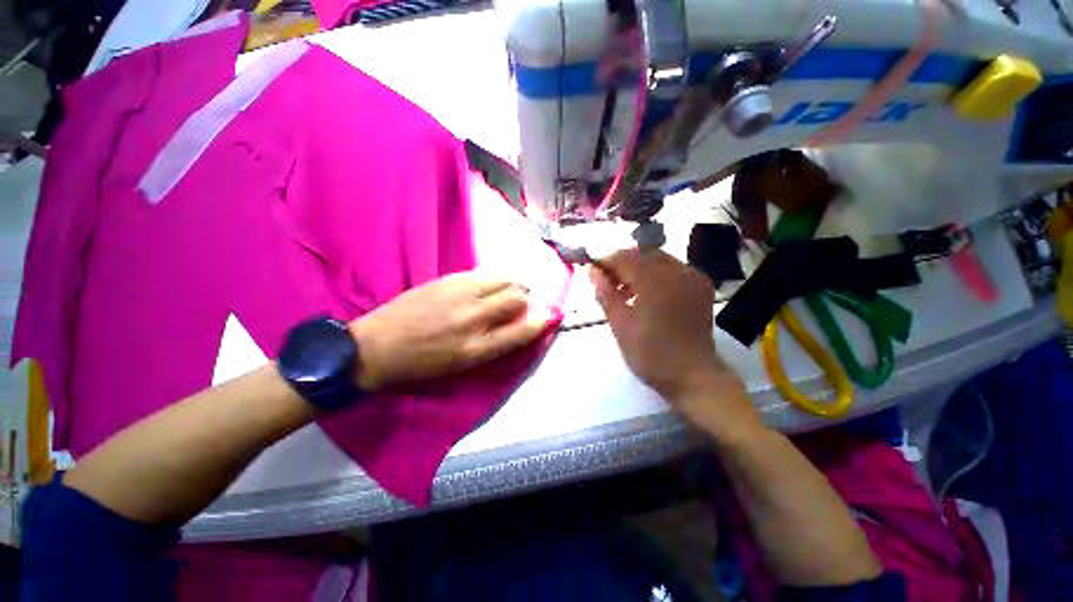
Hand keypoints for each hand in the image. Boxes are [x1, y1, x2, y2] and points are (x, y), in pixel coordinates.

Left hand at [348, 272, 557, 390]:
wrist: (376, 346)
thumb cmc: (422, 363)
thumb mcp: (462, 364)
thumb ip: (494, 344)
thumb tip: (519, 324)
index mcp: (476, 348)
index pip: (521, 331)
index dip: (541, 322)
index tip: (550, 316)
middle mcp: (473, 318)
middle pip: (517, 297)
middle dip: (526, 298)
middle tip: (521, 301)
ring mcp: (460, 294)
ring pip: (504, 279)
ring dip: (513, 284)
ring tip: (508, 289)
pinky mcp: (448, 279)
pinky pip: (484, 272)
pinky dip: (495, 277)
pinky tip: (488, 284)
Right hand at [591, 248, 756, 436]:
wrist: (693, 376)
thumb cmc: (651, 354)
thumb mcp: (620, 325)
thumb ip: (605, 294)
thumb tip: (593, 271)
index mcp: (656, 282)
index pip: (626, 258)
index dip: (606, 261)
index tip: (594, 272)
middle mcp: (678, 272)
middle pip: (643, 253)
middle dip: (622, 263)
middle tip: (609, 282)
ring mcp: (693, 277)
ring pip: (658, 259)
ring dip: (638, 268)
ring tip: (625, 291)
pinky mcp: (701, 286)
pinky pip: (673, 269)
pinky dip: (655, 274)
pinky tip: (647, 293)